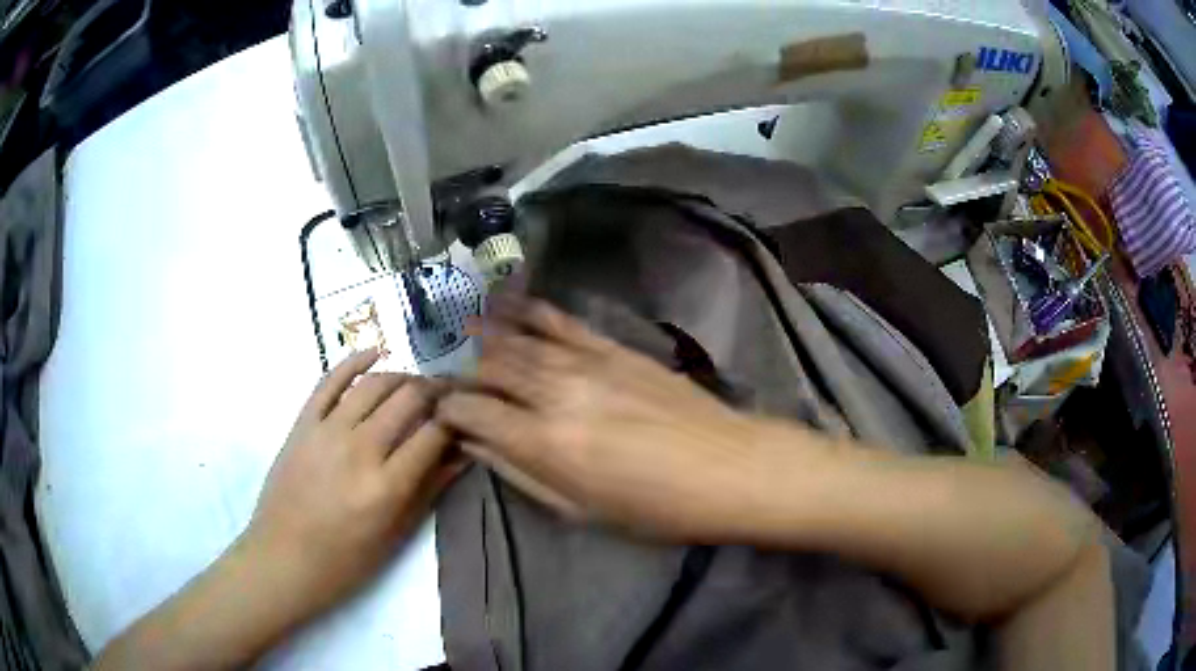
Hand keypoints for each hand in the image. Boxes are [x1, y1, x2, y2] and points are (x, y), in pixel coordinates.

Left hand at [243, 349, 461, 617]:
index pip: (433, 433)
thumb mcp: (395, 535)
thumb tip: (463, 455)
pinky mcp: (303, 424)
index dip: (456, 418)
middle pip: (408, 399)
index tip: (467, 415)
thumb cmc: (345, 561)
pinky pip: (329, 381)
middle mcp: (360, 449)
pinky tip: (375, 352)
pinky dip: (354, 361)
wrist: (284, 559)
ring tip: (417, 384)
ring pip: (374, 384)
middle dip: (435, 392)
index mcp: (387, 486)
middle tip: (448, 396)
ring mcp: (327, 431)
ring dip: (402, 377)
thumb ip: (429, 490)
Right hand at [437, 297, 817, 541]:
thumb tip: (476, 445)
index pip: (473, 412)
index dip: (448, 409)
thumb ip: (521, 473)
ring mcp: (585, 363)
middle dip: (461, 370)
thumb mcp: (580, 509)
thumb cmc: (655, 507)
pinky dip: (530, 310)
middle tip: (444, 370)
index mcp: (544, 442)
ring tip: (459, 327)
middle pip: (490, 368)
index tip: (441, 411)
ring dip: (484, 332)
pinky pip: (561, 322)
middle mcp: (555, 393)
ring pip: (519, 340)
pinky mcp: (612, 347)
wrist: (727, 467)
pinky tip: (509, 302)